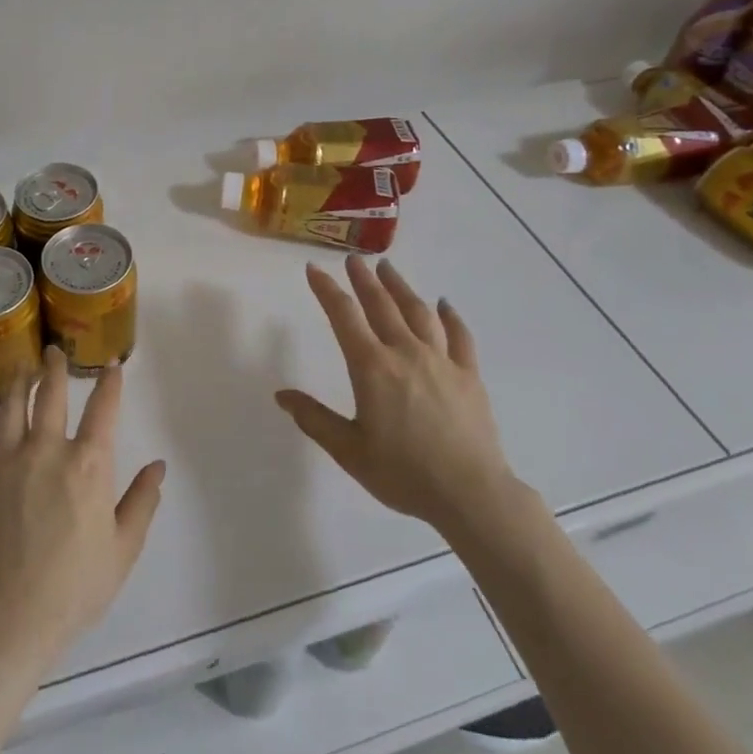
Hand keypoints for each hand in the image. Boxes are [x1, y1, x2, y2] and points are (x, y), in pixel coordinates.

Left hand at [0, 349, 166, 670]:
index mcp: (89, 463)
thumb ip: (142, 502)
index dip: (109, 382)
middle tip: (52, 351)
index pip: (104, 408)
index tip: (111, 364)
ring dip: (16, 383)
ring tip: (19, 368)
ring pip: (10, 407)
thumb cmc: (76, 586)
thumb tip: (157, 466)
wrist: (12, 617)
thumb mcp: (123, 548)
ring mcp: (8, 462)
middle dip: (54, 368)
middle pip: (51, 395)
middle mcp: (49, 449)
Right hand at [277, 256, 517, 535]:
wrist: (470, 494)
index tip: (314, 269)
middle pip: (381, 305)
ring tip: (388, 269)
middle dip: (363, 279)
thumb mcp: (349, 451)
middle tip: (353, 259)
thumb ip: (315, 419)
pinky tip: (444, 305)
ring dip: (400, 287)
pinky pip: (459, 336)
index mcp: (372, 367)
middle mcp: (405, 352)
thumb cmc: (404, 474)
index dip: (327, 290)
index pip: (344, 316)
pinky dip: (450, 316)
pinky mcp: (468, 375)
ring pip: (418, 312)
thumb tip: (282, 394)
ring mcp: (441, 360)